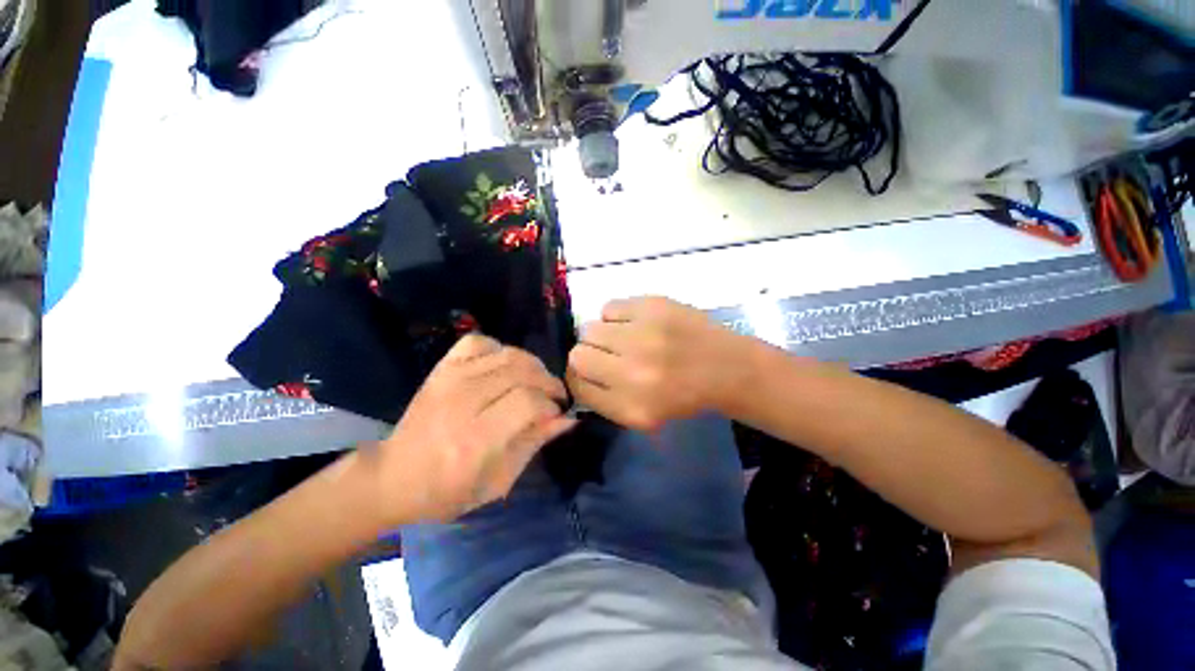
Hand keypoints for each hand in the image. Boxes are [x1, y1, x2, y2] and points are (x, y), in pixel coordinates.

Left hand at [370, 334, 575, 523]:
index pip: (527, 402)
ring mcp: (449, 380)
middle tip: (554, 396)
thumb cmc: (449, 491)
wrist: (394, 477)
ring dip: (532, 365)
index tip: (557, 413)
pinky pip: (478, 342)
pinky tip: (504, 366)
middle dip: (547, 382)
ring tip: (536, 381)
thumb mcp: (499, 480)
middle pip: (521, 373)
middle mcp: (462, 402)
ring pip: (506, 354)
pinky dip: (499, 349)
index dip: (550, 405)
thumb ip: (535, 443)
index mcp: (475, 440)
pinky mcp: (441, 369)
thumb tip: (567, 418)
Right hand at [566, 297, 748, 430]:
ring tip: (624, 337)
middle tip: (608, 354)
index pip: (577, 386)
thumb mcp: (643, 416)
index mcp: (631, 407)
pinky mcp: (652, 307)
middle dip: (588, 355)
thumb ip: (604, 400)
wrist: (726, 367)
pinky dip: (617, 316)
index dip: (579, 377)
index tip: (589, 372)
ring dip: (602, 335)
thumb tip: (575, 374)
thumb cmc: (683, 395)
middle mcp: (632, 373)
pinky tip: (635, 323)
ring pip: (590, 328)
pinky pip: (609, 307)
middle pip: (578, 355)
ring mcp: (643, 336)